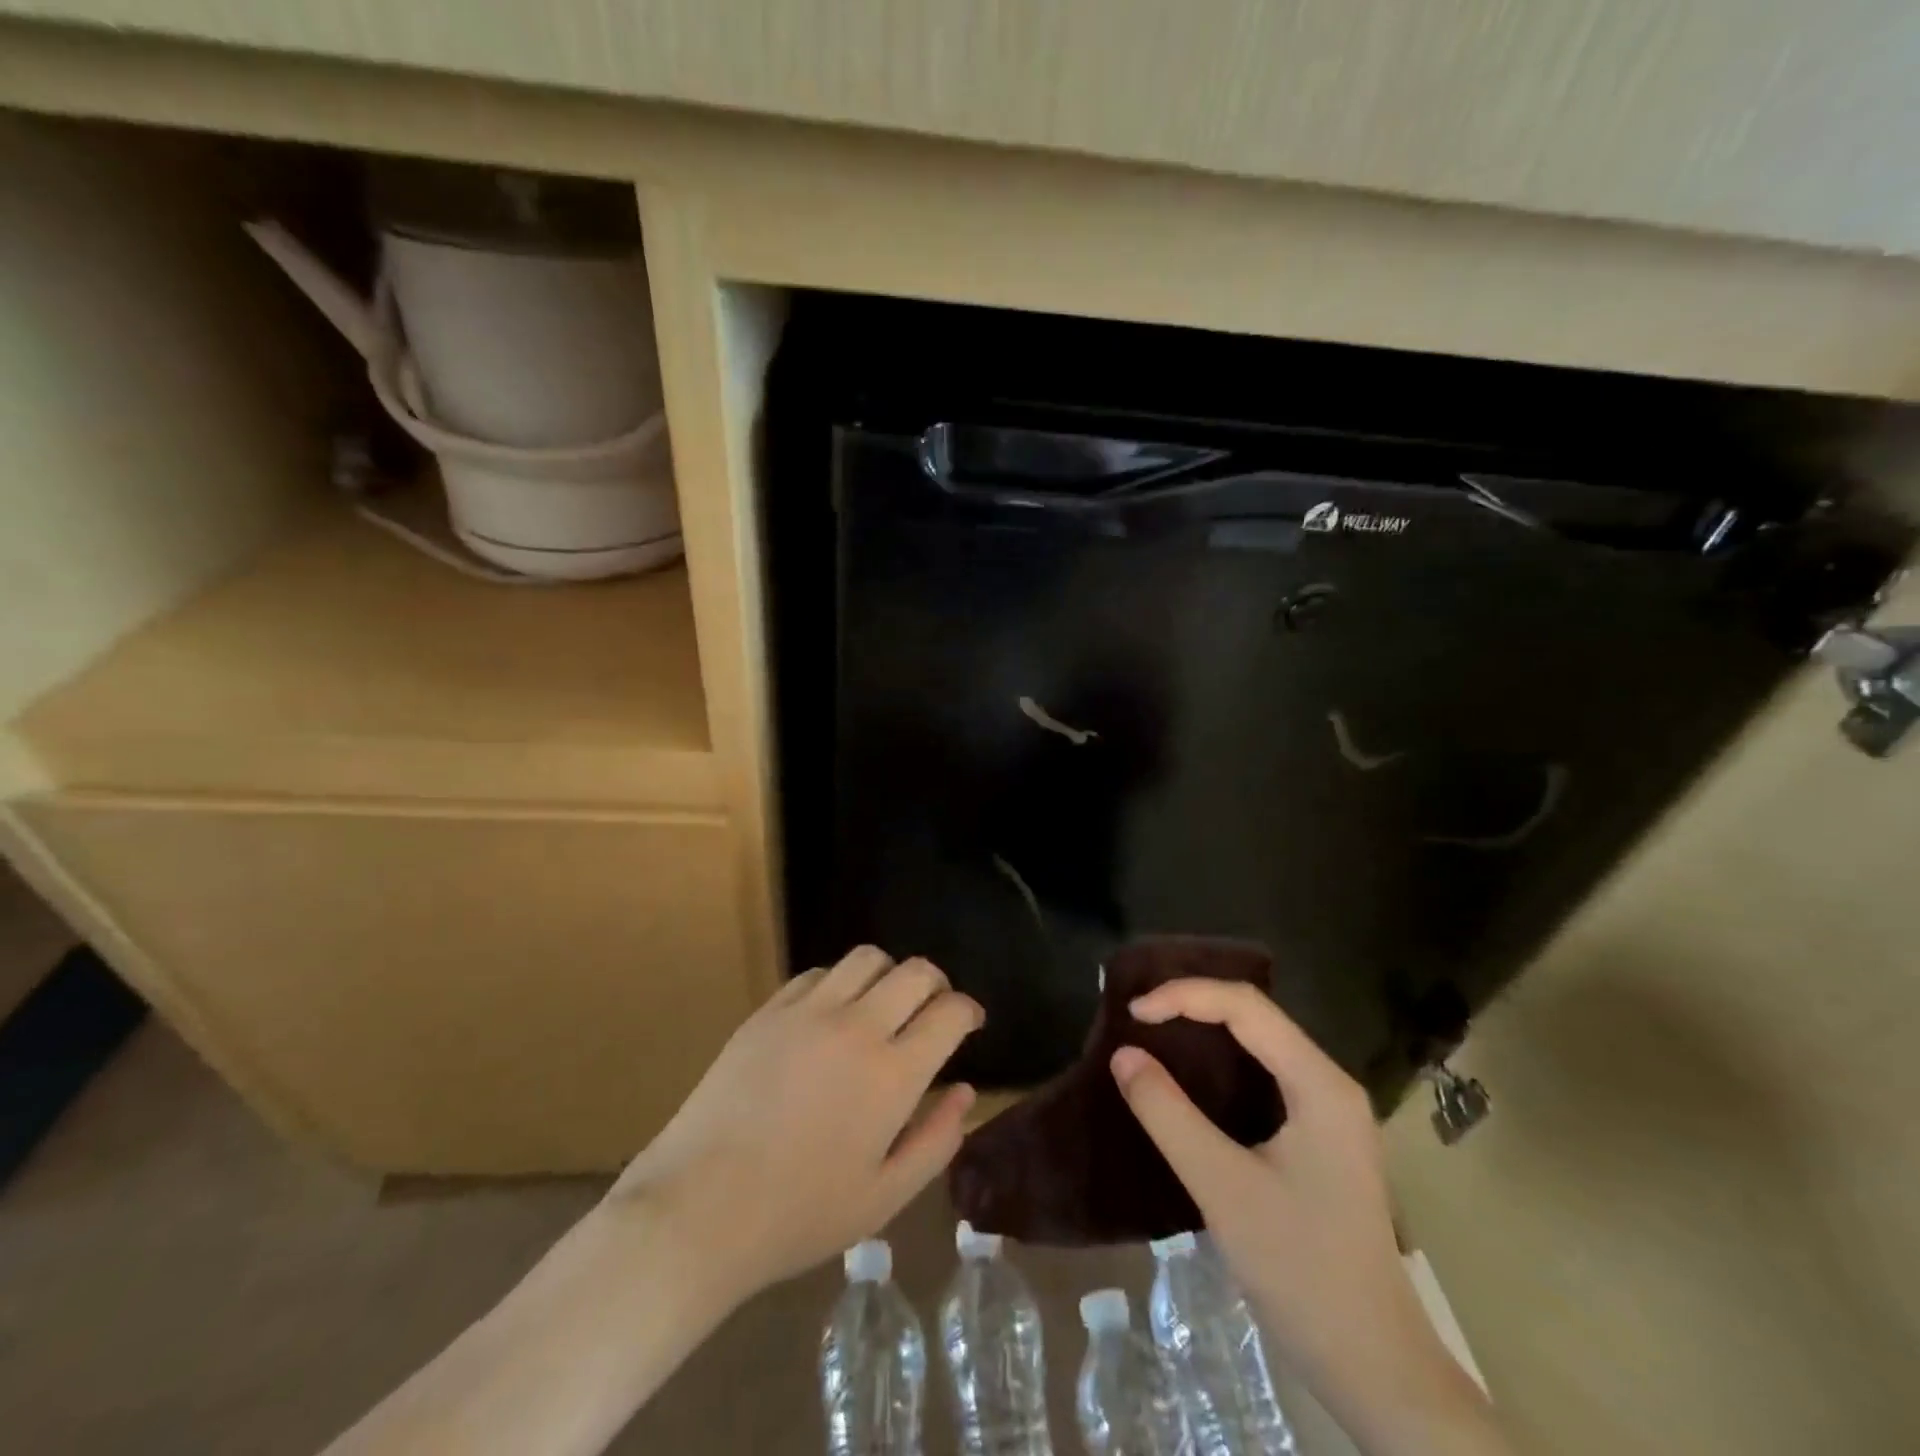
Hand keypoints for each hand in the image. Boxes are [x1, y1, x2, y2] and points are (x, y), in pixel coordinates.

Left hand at [608, 946, 981, 1302]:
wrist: (699, 1208)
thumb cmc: (799, 1214)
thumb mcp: (884, 1197)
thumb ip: (936, 1141)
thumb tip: (965, 1091)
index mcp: (892, 1074)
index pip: (949, 1013)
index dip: (968, 1011)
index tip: (969, 1023)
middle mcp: (857, 1027)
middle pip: (916, 972)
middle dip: (937, 984)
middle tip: (934, 1009)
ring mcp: (808, 1011)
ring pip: (867, 959)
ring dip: (889, 975)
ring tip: (884, 1006)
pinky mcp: (769, 1011)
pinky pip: (818, 973)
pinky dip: (839, 983)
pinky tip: (832, 1016)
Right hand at [1112, 979, 1503, 1455]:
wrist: (1374, 1365)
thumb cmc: (1301, 1270)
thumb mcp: (1222, 1187)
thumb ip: (1167, 1114)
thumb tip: (1123, 1055)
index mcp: (1319, 1083)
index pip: (1245, 1006)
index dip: (1184, 996)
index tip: (1132, 1015)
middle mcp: (1329, 1082)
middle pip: (1255, 1015)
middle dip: (1192, 1004)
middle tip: (1137, 1015)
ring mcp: (1328, 1109)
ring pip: (1259, 1042)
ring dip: (1205, 1030)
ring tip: (1152, 1031)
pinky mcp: (1319, 1135)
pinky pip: (1263, 1073)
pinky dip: (1220, 1063)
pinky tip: (1189, 1076)